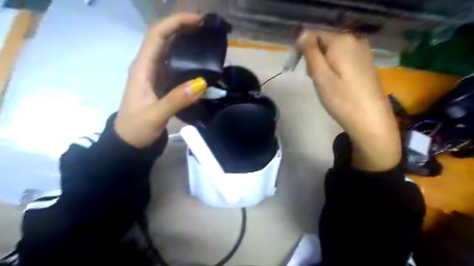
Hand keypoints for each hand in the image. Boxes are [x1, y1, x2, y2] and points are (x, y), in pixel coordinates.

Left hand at [114, 14, 207, 146]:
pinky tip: (200, 63)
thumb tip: (202, 83)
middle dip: (183, 28)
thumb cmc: (136, 128)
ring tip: (206, 41)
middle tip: (207, 29)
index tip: (197, 21)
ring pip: (170, 52)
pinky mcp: (162, 84)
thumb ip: (176, 100)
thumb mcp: (155, 115)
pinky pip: (175, 66)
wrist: (129, 141)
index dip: (175, 23)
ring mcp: (155, 75)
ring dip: (186, 42)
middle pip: (164, 39)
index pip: (156, 35)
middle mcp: (148, 66)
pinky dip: (187, 60)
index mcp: (142, 68)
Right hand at [299, 32, 398, 171]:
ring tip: (324, 84)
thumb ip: (310, 52)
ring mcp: (363, 51)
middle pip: (324, 43)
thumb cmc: (342, 99)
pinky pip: (343, 59)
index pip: (313, 35)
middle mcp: (355, 40)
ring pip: (332, 52)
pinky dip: (334, 68)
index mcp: (342, 41)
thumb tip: (302, 34)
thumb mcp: (320, 76)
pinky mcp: (365, 63)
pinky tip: (336, 83)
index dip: (301, 49)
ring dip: (323, 65)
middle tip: (314, 79)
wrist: (370, 120)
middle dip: (313, 58)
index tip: (296, 67)